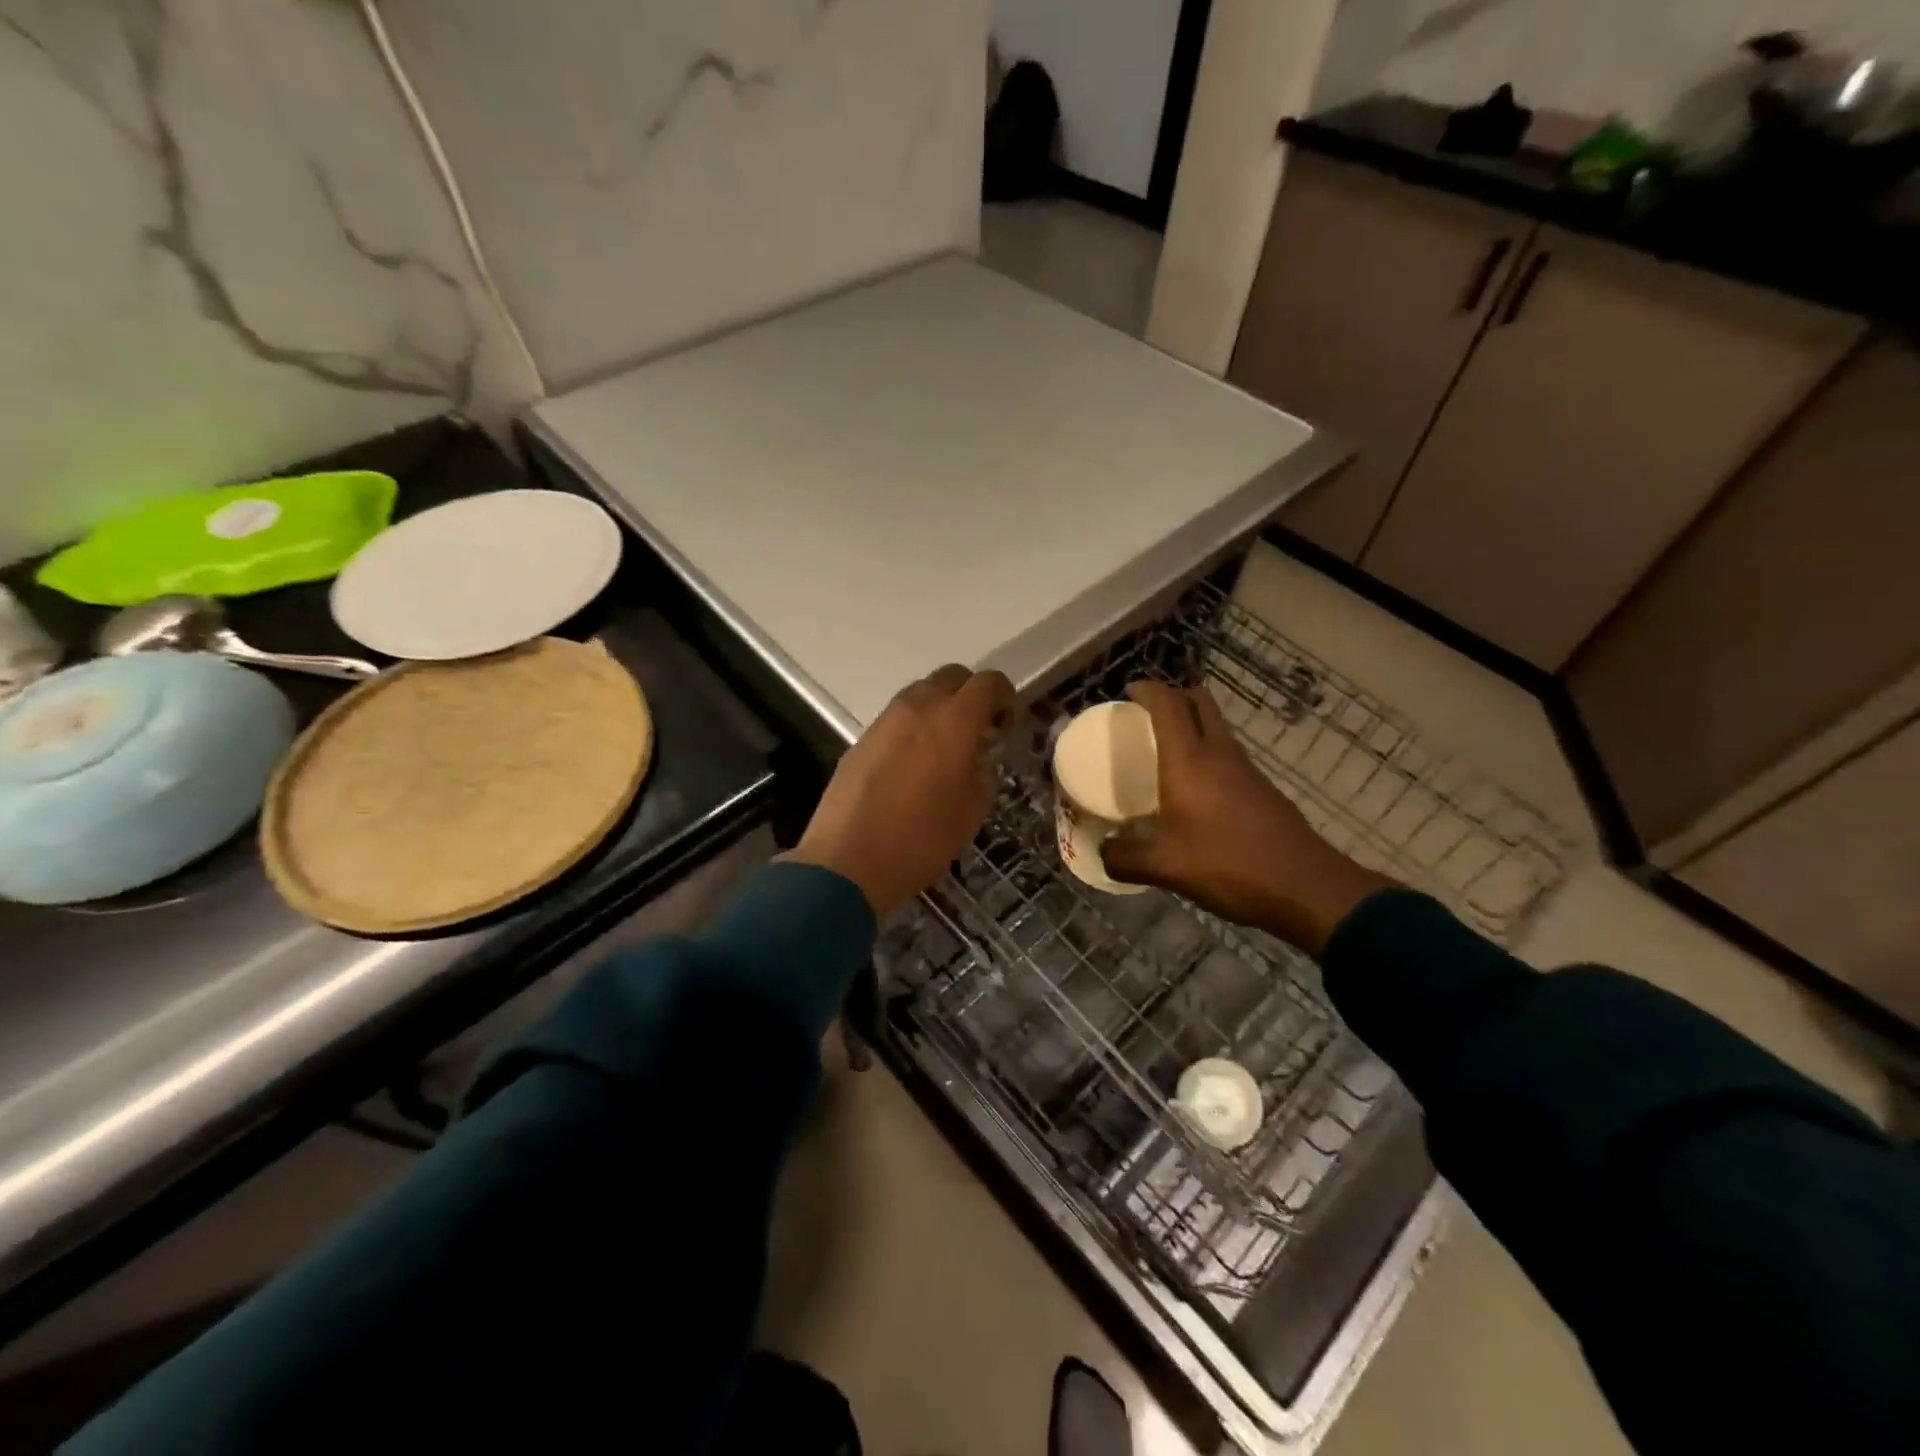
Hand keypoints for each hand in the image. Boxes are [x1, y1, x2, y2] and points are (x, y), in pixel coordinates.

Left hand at [789, 665, 1014, 916]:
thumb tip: (978, 757)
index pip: (989, 683)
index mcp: (954, 721)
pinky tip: (914, 763)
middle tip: (978, 731)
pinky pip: (897, 717)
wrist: (847, 862)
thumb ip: (983, 773)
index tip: (1006, 724)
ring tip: (945, 747)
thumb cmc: (921, 840)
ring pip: (921, 693)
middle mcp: (918, 708)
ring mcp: (884, 720)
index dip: (1005, 696)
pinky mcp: (862, 738)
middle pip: (952, 676)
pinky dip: (914, 726)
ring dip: (940, 708)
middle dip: (971, 695)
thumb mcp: (971, 812)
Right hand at [1101, 680, 1392, 954]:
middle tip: (1146, 714)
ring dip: (1192, 723)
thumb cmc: (1228, 865)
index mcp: (1189, 760)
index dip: (1147, 689)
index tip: (1127, 691)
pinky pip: (1227, 752)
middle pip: (1199, 702)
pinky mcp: (1262, 788)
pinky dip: (1207, 751)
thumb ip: (1123, 858)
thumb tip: (1102, 852)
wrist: (1304, 886)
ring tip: (1165, 748)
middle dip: (1172, 696)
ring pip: (1216, 726)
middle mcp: (1219, 753)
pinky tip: (1195, 787)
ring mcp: (1246, 769)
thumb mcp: (1164, 867)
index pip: (1168, 704)